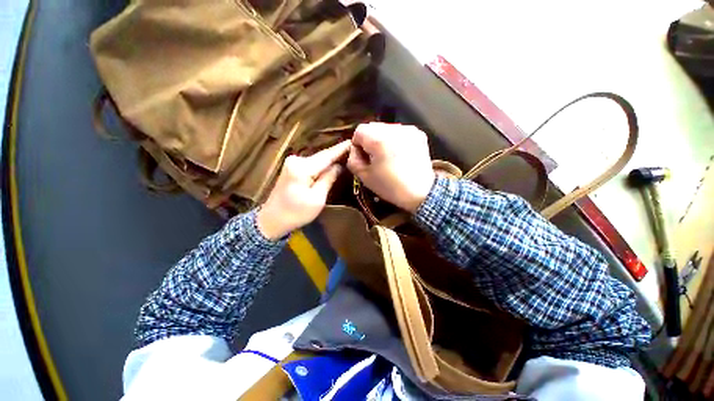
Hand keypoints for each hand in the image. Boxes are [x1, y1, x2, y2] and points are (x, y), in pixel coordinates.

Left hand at [257, 141, 349, 239]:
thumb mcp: (317, 198)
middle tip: (354, 150)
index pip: (327, 156)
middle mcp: (296, 160)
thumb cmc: (296, 212)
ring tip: (346, 156)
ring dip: (330, 159)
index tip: (353, 141)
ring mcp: (292, 163)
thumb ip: (328, 179)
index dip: (341, 149)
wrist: (272, 220)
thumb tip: (339, 166)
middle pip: (322, 156)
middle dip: (337, 154)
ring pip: (317, 160)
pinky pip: (311, 164)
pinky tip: (331, 164)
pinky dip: (322, 164)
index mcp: (302, 167)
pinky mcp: (291, 168)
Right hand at [347, 123, 434, 212]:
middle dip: (370, 140)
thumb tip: (355, 150)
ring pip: (386, 128)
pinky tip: (399, 153)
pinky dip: (395, 140)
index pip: (359, 130)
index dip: (357, 144)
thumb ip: (353, 159)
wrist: (421, 193)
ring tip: (388, 156)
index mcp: (378, 139)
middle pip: (373, 127)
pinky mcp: (418, 134)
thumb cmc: (390, 187)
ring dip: (382, 139)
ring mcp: (408, 130)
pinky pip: (399, 132)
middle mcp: (394, 129)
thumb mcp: (365, 177)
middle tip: (375, 157)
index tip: (363, 157)